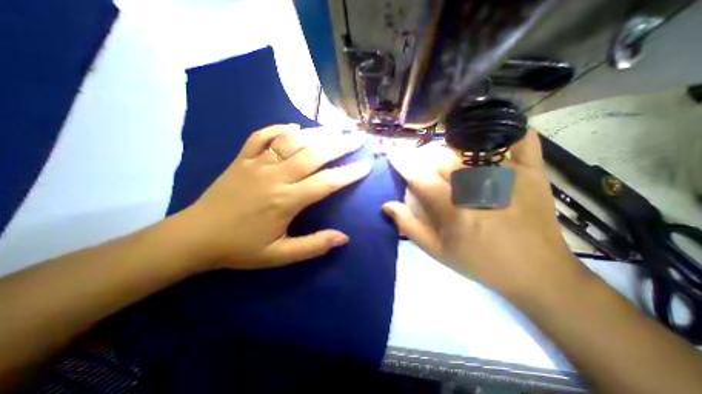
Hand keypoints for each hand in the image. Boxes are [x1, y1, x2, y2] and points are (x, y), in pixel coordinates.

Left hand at [179, 123, 368, 270]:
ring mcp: (256, 164)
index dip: (349, 174)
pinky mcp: (241, 159)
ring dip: (316, 133)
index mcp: (285, 201)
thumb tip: (343, 238)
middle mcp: (274, 177)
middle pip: (313, 154)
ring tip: (335, 129)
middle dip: (339, 145)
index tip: (366, 166)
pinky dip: (278, 128)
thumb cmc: (240, 248)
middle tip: (357, 137)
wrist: (195, 237)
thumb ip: (313, 246)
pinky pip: (261, 136)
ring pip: (291, 141)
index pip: (326, 183)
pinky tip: (293, 126)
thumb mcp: (278, 255)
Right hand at [381, 130, 588, 299]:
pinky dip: (503, 129)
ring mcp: (508, 175)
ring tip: (441, 157)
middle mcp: (478, 188)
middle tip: (417, 163)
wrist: (538, 272)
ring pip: (467, 147)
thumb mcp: (438, 252)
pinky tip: (487, 133)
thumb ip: (409, 226)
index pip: (420, 177)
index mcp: (454, 211)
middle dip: (421, 157)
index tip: (394, 156)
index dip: (403, 164)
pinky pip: (518, 138)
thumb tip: (387, 205)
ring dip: (447, 148)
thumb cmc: (481, 263)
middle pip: (441, 158)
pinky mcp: (531, 171)